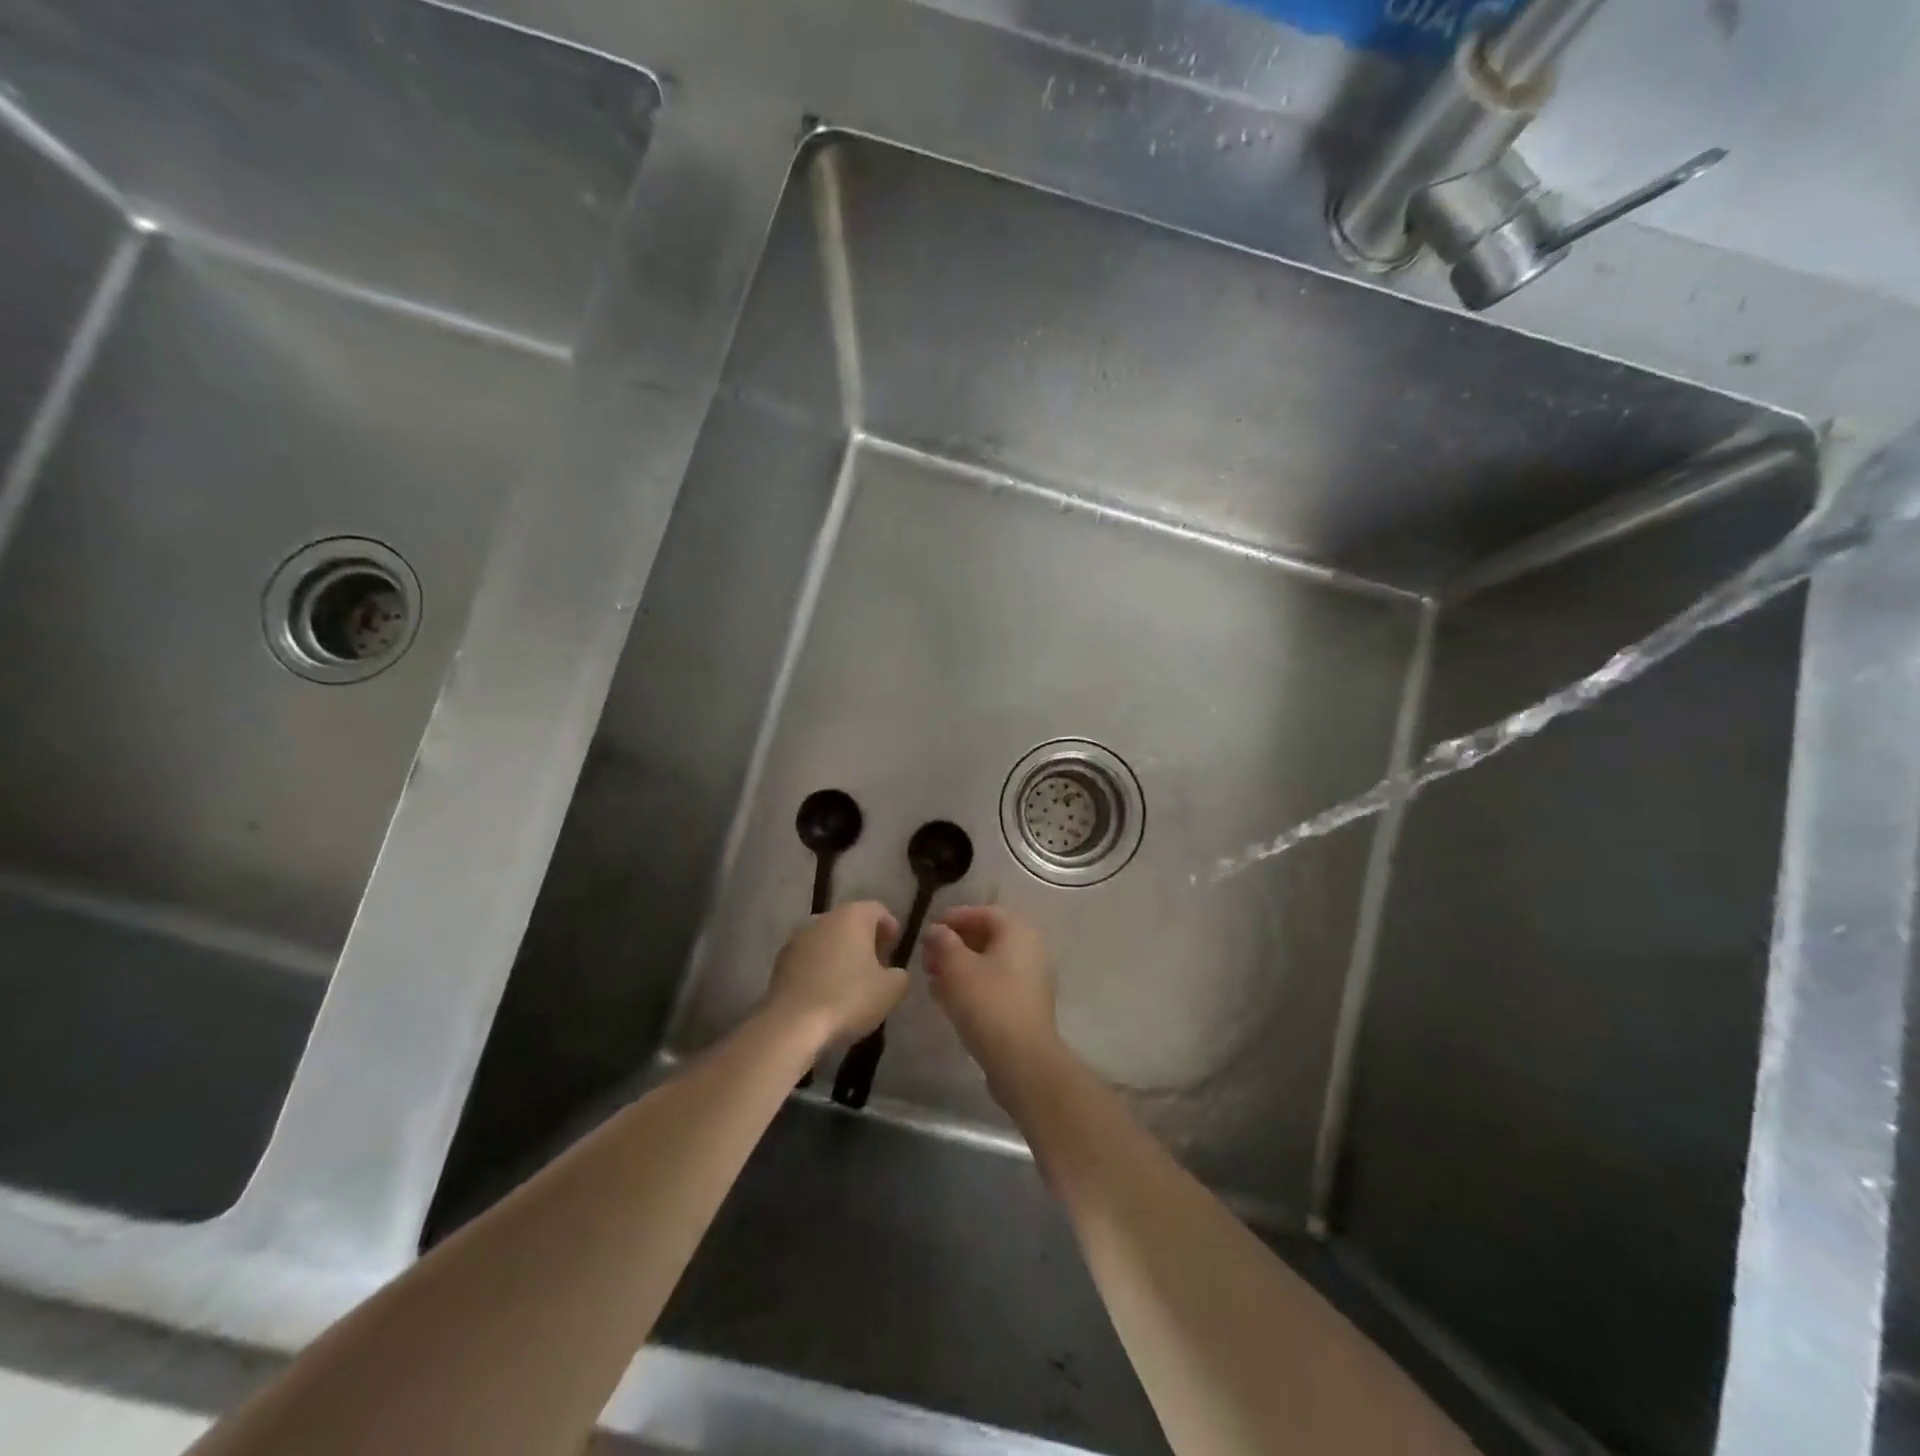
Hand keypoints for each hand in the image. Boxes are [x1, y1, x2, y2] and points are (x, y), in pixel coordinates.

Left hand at [764, 901, 906, 1045]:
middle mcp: (823, 918)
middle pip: (850, 922)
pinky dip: (820, 968)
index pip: (878, 910)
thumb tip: (894, 973)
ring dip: (840, 954)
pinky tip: (826, 993)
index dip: (890, 928)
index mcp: (853, 916)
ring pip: (827, 939)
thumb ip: (900, 975)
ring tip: (850, 982)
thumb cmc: (849, 998)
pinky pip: (809, 958)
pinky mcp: (780, 961)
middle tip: (876, 966)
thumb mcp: (891, 990)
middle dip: (865, 940)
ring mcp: (798, 938)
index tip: (894, 949)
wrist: (792, 1025)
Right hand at [923, 906, 1059, 1084]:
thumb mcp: (957, 967)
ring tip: (931, 979)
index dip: (954, 917)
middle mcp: (1029, 950)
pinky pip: (993, 986)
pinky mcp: (1024, 1007)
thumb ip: (943, 942)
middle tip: (926, 957)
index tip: (928, 929)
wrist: (1022, 1060)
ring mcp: (1029, 980)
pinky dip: (970, 986)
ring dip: (958, 968)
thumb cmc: (988, 1002)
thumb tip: (936, 930)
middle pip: (986, 938)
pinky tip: (945, 999)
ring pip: (988, 965)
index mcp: (1017, 931)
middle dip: (953, 945)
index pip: (983, 913)